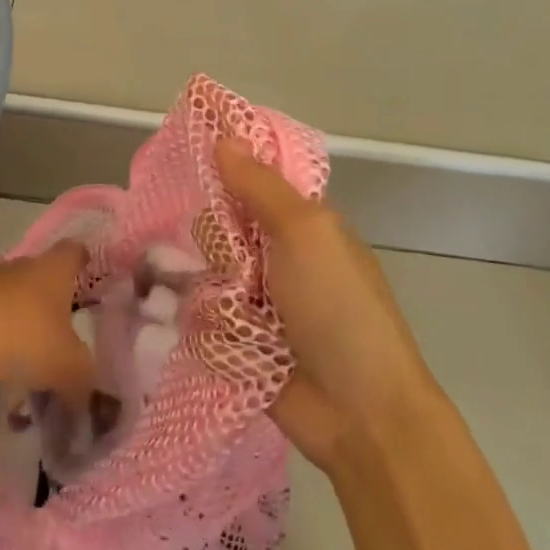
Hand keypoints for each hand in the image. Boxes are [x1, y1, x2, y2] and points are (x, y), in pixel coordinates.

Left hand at [0, 241, 95, 401]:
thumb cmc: (27, 341)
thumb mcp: (70, 367)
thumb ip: (83, 379)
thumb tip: (84, 394)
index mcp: (54, 270)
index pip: (72, 251)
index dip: (81, 258)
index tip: (85, 267)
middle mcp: (22, 267)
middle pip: (39, 269)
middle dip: (49, 291)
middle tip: (60, 317)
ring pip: (11, 290)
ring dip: (19, 310)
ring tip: (27, 342)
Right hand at [217, 139, 435, 469]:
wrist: (359, 412)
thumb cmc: (338, 308)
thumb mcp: (305, 233)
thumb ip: (260, 185)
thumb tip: (223, 137)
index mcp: (303, 224)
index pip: (253, 181)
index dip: (224, 170)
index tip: (190, 160)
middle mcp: (278, 256)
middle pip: (222, 226)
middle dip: (216, 238)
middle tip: (232, 259)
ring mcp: (258, 300)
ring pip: (207, 269)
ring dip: (211, 284)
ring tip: (226, 306)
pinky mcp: (238, 340)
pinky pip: (202, 313)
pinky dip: (203, 319)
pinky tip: (207, 328)